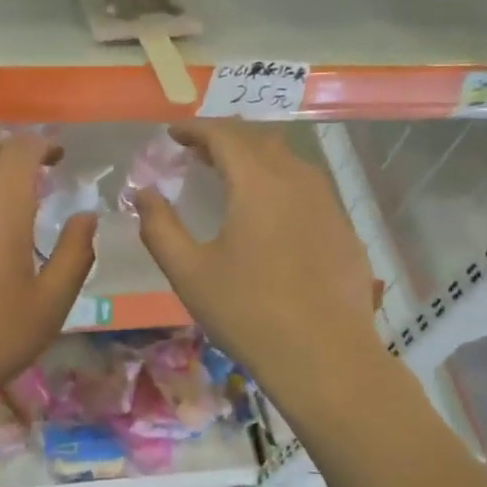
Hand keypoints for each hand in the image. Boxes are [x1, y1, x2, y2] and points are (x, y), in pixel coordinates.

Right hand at [133, 122, 382, 391]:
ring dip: (255, 159)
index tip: (173, 134)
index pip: (224, 135)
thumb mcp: (188, 272)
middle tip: (197, 152)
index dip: (195, 129)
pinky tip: (271, 215)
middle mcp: (297, 180)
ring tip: (231, 177)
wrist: (324, 357)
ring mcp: (327, 204)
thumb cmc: (247, 311)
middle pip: (259, 141)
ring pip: (288, 163)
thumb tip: (143, 194)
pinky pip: (308, 190)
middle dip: (225, 139)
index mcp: (257, 182)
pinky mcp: (344, 230)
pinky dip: (280, 185)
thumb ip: (159, 227)